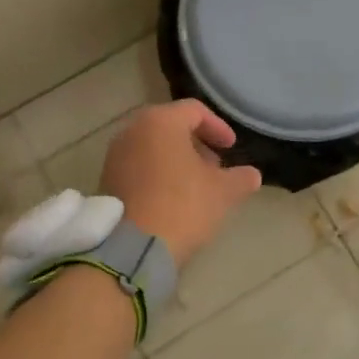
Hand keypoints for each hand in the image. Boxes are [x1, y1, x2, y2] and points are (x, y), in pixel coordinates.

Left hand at [101, 100, 261, 265]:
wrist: (132, 248)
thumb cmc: (182, 206)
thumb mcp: (223, 192)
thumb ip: (241, 178)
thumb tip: (252, 175)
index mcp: (160, 121)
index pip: (195, 111)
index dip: (218, 127)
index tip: (231, 148)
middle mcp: (132, 130)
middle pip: (170, 126)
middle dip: (196, 143)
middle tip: (215, 165)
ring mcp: (115, 155)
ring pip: (152, 146)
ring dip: (176, 159)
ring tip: (195, 184)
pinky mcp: (106, 179)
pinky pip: (138, 166)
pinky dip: (157, 172)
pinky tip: (172, 197)